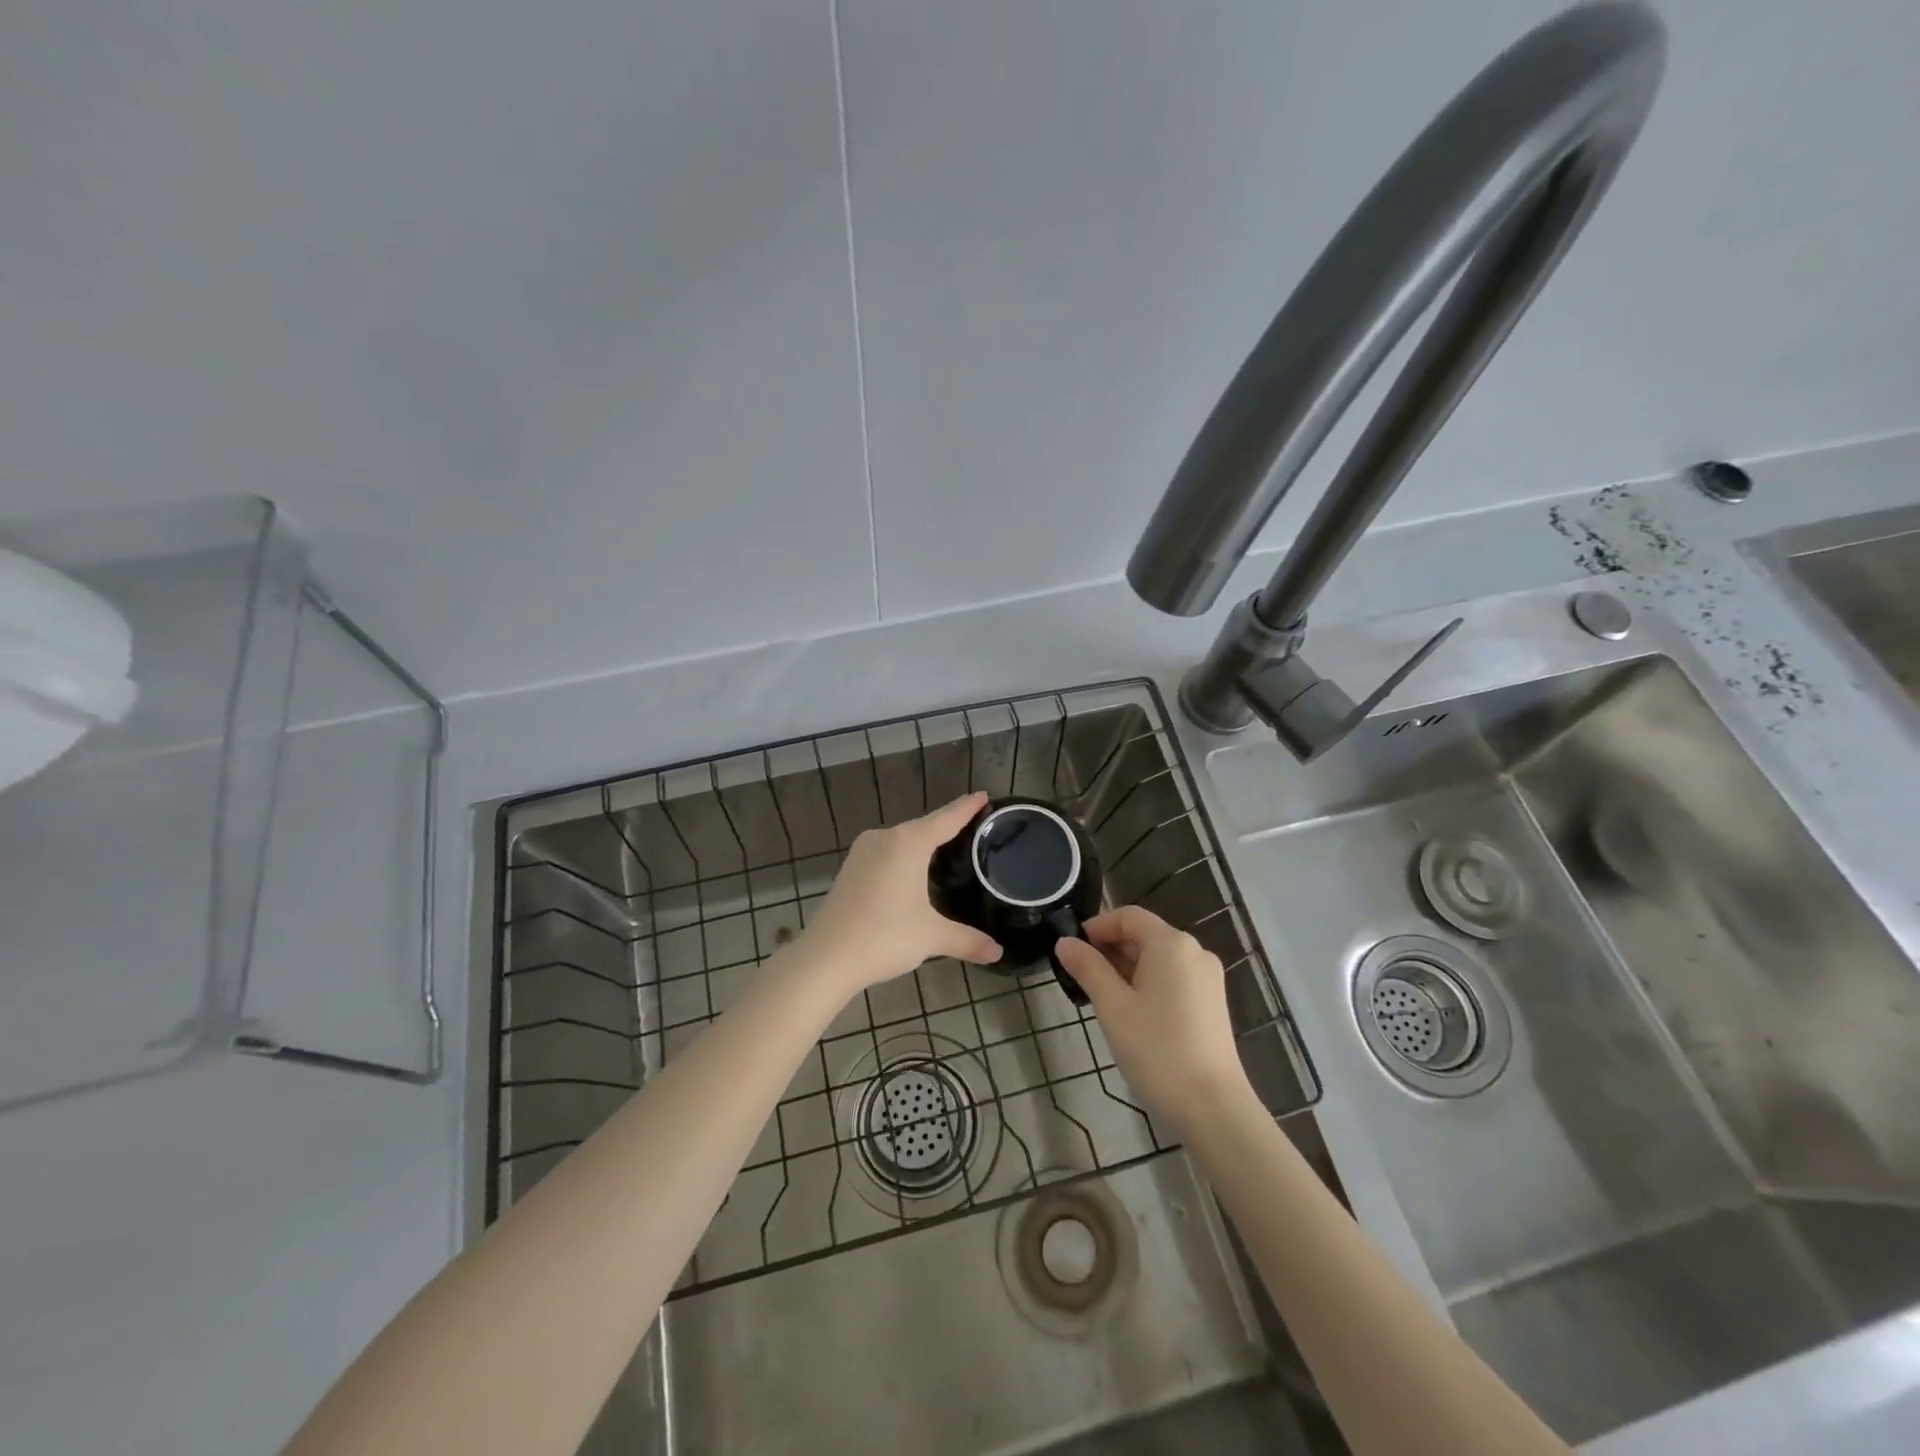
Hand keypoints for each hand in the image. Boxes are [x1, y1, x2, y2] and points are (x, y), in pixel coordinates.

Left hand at [800, 792, 1002, 995]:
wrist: (826, 957)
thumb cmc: (883, 937)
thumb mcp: (931, 937)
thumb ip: (967, 940)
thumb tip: (998, 952)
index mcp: (908, 843)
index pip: (946, 819)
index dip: (966, 807)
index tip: (983, 794)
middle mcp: (885, 838)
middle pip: (924, 827)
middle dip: (947, 826)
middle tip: (974, 828)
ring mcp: (863, 852)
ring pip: (902, 840)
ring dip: (923, 843)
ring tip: (948, 849)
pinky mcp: (850, 868)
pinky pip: (886, 853)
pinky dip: (904, 856)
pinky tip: (913, 871)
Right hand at [1054, 906, 1249, 1131]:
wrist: (1212, 1107)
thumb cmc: (1156, 1049)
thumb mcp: (1112, 1006)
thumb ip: (1087, 968)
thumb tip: (1064, 942)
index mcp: (1172, 944)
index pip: (1129, 916)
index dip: (1098, 926)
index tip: (1072, 948)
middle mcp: (1195, 952)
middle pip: (1145, 935)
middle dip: (1110, 948)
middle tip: (1080, 975)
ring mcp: (1207, 978)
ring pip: (1159, 958)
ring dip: (1127, 967)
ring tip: (1100, 995)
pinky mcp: (1212, 1002)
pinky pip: (1173, 977)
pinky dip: (1148, 983)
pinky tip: (1131, 1010)